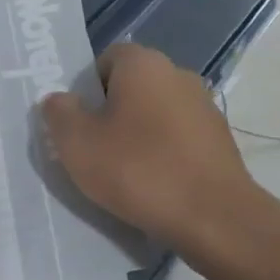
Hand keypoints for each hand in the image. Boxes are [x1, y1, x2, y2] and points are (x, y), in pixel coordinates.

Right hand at [40, 43, 262, 255]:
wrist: (216, 219)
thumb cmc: (138, 170)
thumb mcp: (77, 143)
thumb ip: (59, 113)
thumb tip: (60, 100)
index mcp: (143, 64)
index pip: (104, 60)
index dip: (85, 89)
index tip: (76, 121)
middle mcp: (178, 74)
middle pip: (130, 87)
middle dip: (109, 113)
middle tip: (91, 149)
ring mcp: (204, 108)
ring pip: (155, 115)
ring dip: (136, 136)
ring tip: (121, 174)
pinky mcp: (220, 142)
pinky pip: (177, 140)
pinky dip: (162, 156)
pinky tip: (153, 187)